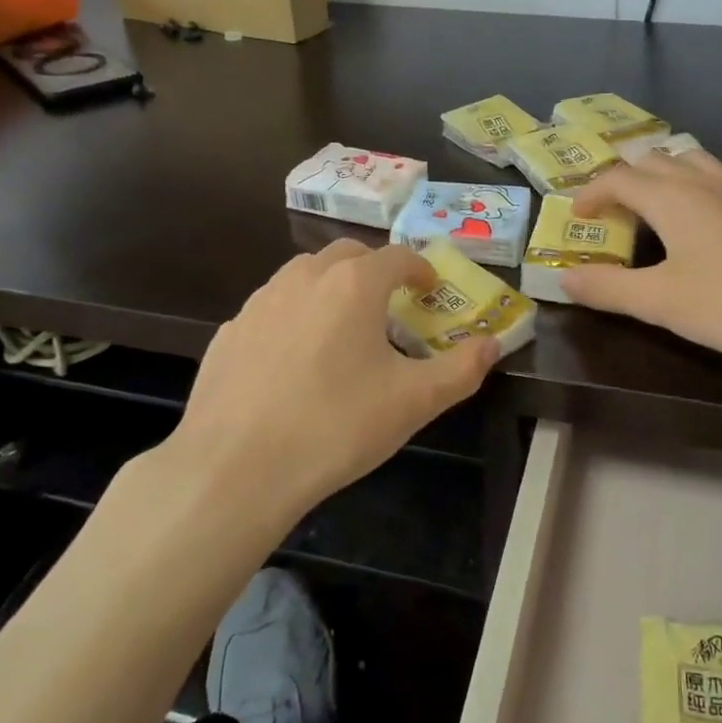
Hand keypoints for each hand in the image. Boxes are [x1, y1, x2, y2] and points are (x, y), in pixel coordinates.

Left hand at [156, 240, 497, 516]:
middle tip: (389, 305)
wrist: (235, 468)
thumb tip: (491, 344)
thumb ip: (461, 369)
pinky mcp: (230, 332)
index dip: (420, 268)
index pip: (397, 256)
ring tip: (342, 328)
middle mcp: (304, 279)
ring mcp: (260, 302)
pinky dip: (293, 317)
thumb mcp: (414, 402)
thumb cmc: (336, 426)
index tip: (430, 289)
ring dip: (331, 287)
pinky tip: (293, 361)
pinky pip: (272, 310)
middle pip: (347, 254)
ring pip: (304, 276)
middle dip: (374, 270)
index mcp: (353, 285)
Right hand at [563, 150, 721, 370]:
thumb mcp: (662, 302)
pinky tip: (702, 221)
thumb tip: (564, 279)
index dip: (591, 193)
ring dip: (660, 175)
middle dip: (623, 179)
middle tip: (610, 211)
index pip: (618, 178)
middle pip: (653, 160)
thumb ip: (609, 288)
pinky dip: (691, 186)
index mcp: (671, 197)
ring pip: (689, 161)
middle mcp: (702, 182)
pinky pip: (715, 179)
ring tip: (651, 204)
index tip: (577, 217)